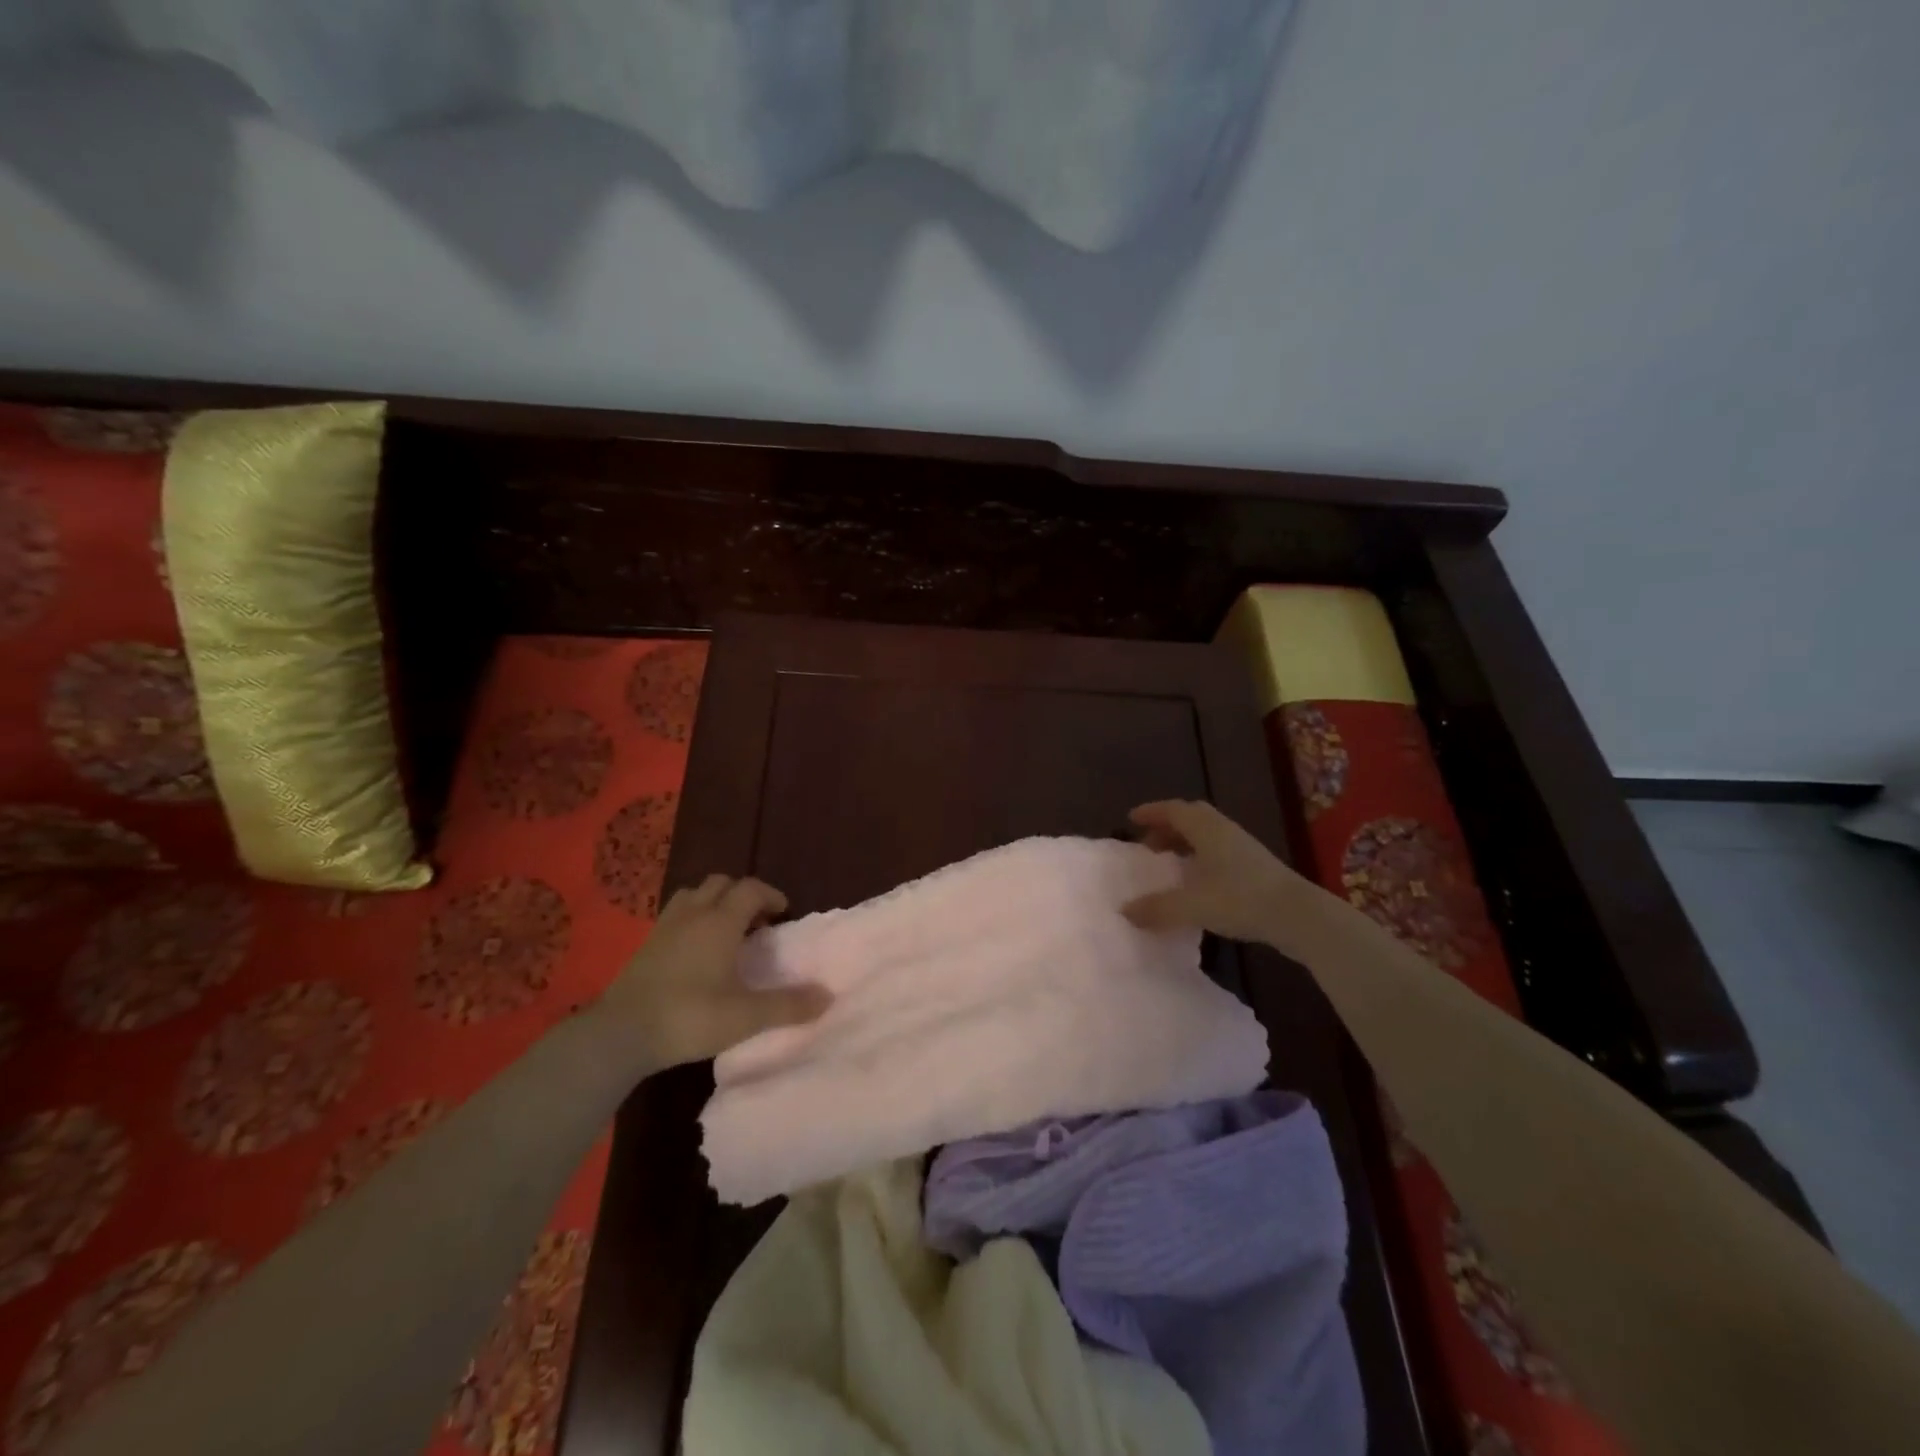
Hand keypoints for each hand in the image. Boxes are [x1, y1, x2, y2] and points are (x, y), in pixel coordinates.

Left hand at [599, 874, 831, 1070]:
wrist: (621, 1034)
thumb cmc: (690, 1017)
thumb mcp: (746, 1017)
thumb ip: (788, 1006)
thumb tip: (827, 996)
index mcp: (720, 922)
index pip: (751, 889)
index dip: (771, 895)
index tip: (784, 912)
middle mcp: (693, 915)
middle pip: (721, 883)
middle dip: (743, 893)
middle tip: (757, 920)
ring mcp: (665, 927)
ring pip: (694, 894)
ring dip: (714, 901)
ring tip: (726, 927)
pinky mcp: (646, 944)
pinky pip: (675, 914)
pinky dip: (692, 917)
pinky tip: (695, 947)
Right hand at [1122, 799, 1322, 946]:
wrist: (1299, 915)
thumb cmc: (1240, 899)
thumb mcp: (1192, 905)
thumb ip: (1157, 907)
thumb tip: (1125, 910)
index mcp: (1206, 829)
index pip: (1173, 810)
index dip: (1151, 812)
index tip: (1131, 819)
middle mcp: (1224, 831)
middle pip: (1191, 818)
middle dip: (1167, 827)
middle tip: (1148, 844)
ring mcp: (1243, 848)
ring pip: (1207, 835)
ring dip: (1185, 843)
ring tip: (1170, 864)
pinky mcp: (1256, 867)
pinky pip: (1219, 852)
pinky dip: (1201, 859)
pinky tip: (1197, 883)